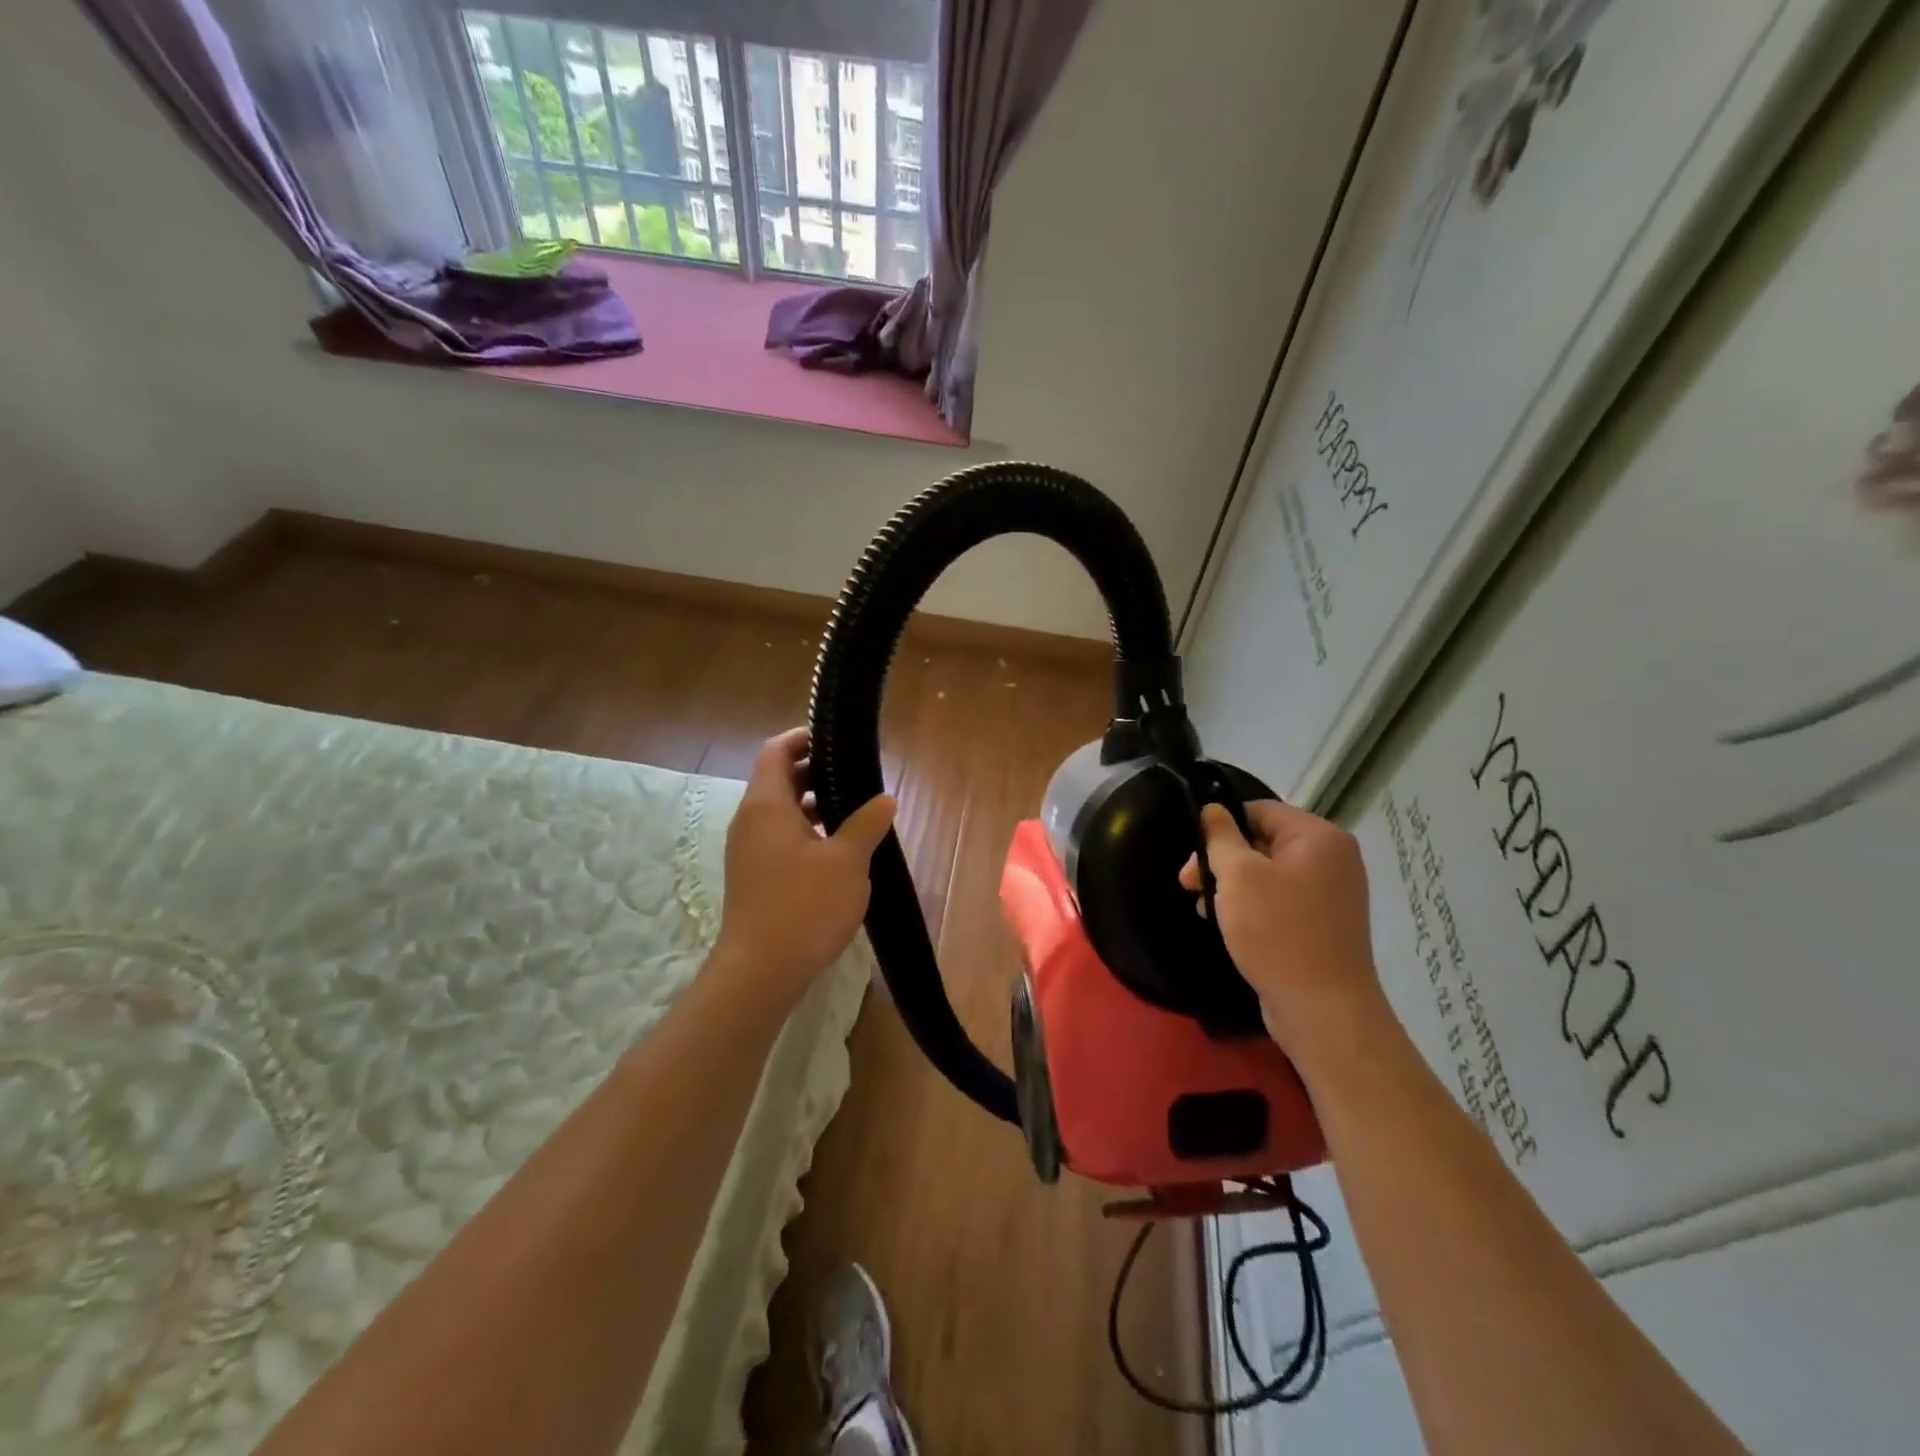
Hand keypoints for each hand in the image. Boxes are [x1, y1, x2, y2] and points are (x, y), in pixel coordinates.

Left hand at [713, 728, 895, 1005]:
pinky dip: (805, 831)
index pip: (776, 751)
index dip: (803, 738)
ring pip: (780, 812)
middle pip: (778, 779)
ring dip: (812, 805)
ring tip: (853, 811)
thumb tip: (885, 799)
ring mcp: (748, 851)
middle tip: (854, 776)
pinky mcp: (753, 876)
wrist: (760, 971)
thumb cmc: (804, 906)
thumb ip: (867, 823)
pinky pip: (778, 838)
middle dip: (814, 772)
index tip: (835, 740)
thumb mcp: (848, 861)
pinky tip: (837, 851)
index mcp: (766, 805)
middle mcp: (750, 821)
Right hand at [1179, 800, 1385, 1072]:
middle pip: (1262, 841)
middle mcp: (1332, 858)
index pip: (1259, 810)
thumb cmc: (1277, 932)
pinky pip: (1280, 900)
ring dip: (1232, 886)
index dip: (1220, 825)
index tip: (1193, 853)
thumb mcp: (1238, 876)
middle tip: (1187, 884)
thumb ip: (1220, 836)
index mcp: (1318, 837)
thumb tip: (1212, 809)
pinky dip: (1252, 907)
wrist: (1323, 1010)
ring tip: (1204, 909)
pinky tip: (1228, 925)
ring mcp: (1331, 893)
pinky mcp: (1324, 924)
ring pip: (1267, 873)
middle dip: (1221, 860)